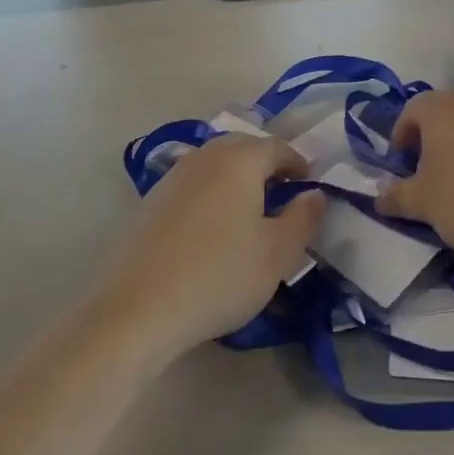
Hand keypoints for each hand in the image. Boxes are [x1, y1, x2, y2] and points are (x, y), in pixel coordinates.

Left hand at [100, 135, 323, 356]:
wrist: (139, 308)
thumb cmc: (220, 275)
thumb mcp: (278, 253)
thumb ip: (303, 218)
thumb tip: (314, 194)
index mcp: (238, 161)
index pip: (275, 147)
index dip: (297, 161)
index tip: (310, 181)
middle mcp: (203, 158)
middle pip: (241, 147)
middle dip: (266, 163)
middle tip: (283, 190)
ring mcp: (172, 178)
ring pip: (214, 164)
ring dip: (237, 177)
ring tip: (251, 208)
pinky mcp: (151, 203)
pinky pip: (193, 184)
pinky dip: (212, 192)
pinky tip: (215, 225)